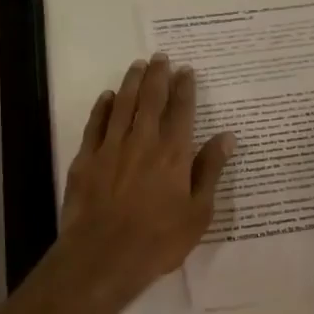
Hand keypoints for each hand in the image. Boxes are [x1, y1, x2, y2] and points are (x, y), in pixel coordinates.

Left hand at [57, 54, 235, 293]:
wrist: (103, 256)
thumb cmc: (158, 240)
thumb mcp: (198, 213)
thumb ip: (210, 171)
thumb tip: (227, 136)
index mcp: (174, 154)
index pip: (182, 111)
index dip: (185, 88)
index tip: (186, 70)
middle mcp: (143, 141)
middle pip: (151, 99)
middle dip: (158, 75)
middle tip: (161, 56)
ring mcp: (111, 148)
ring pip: (123, 105)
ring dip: (132, 82)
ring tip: (138, 65)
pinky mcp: (86, 159)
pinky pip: (96, 124)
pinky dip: (103, 107)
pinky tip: (108, 96)